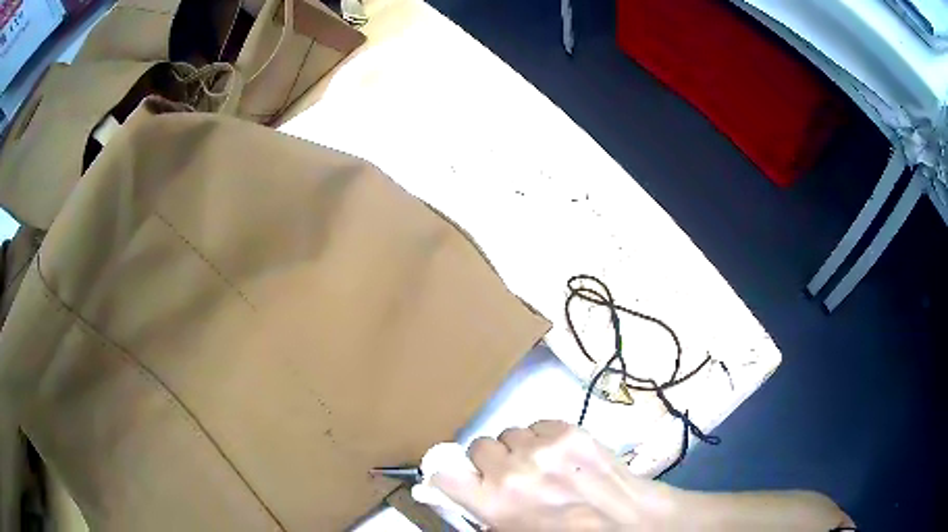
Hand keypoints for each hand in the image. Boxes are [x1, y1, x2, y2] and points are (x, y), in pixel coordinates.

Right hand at [430, 420, 682, 530]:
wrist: (625, 521)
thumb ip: (486, 516)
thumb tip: (467, 496)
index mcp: (492, 502)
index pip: (444, 473)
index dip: (449, 473)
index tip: (460, 476)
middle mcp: (510, 470)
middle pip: (479, 446)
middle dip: (491, 460)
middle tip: (511, 473)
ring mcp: (542, 446)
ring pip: (510, 433)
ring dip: (519, 447)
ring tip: (542, 464)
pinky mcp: (568, 429)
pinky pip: (538, 424)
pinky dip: (544, 437)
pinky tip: (562, 455)